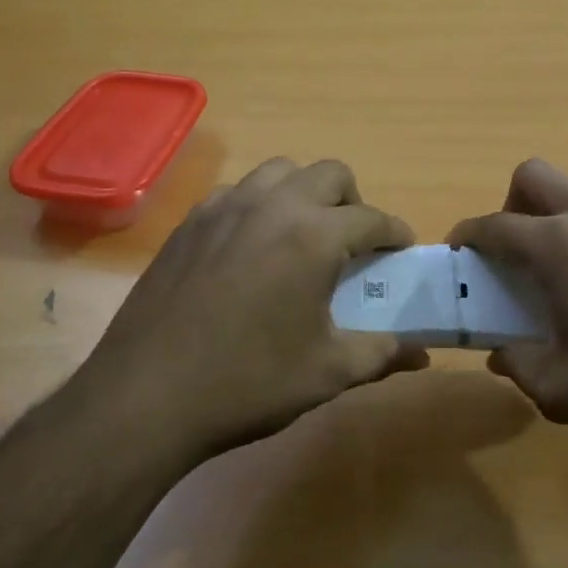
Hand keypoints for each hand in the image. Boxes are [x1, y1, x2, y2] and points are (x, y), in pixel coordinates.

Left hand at [81, 158, 427, 463]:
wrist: (146, 396)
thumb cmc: (248, 382)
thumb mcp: (326, 372)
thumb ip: (381, 354)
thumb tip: (421, 355)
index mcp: (314, 235)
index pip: (371, 218)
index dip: (394, 232)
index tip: (402, 248)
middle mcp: (272, 205)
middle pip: (330, 173)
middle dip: (352, 200)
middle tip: (354, 240)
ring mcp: (225, 207)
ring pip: (280, 172)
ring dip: (304, 193)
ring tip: (303, 235)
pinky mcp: (190, 222)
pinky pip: (237, 192)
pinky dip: (259, 205)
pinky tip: (252, 247)